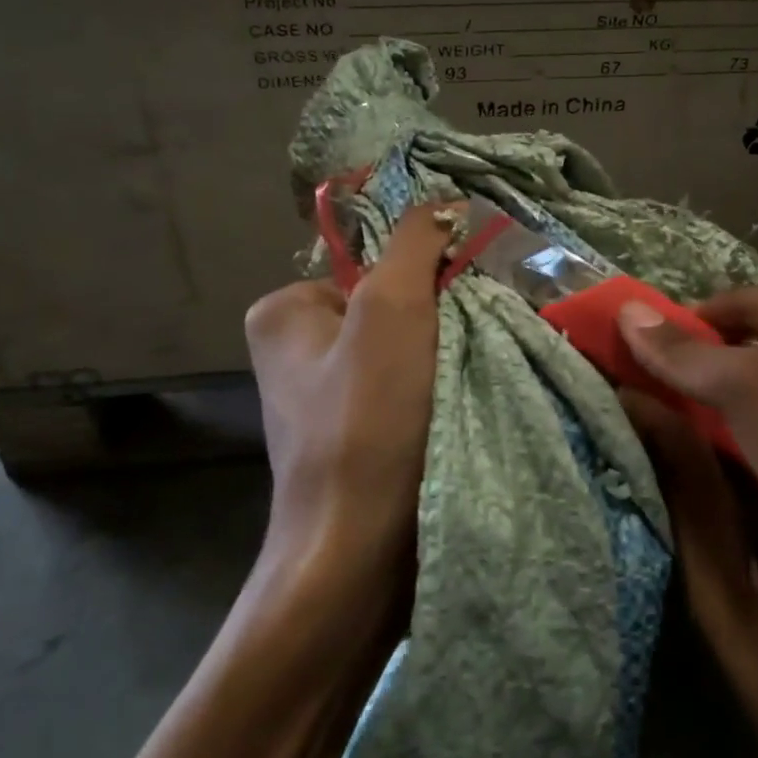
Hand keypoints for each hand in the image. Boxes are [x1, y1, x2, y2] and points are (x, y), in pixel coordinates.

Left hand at [243, 203, 454, 596]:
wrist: (359, 557)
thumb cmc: (367, 423)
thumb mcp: (391, 311)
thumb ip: (416, 244)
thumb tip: (445, 200)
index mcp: (284, 310)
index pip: (376, 264)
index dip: (428, 277)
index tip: (465, 305)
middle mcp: (296, 348)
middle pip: (392, 305)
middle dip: (440, 319)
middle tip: (471, 346)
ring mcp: (325, 397)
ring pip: (408, 349)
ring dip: (447, 357)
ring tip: (473, 380)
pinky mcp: (356, 437)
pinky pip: (408, 389)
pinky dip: (439, 392)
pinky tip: (464, 409)